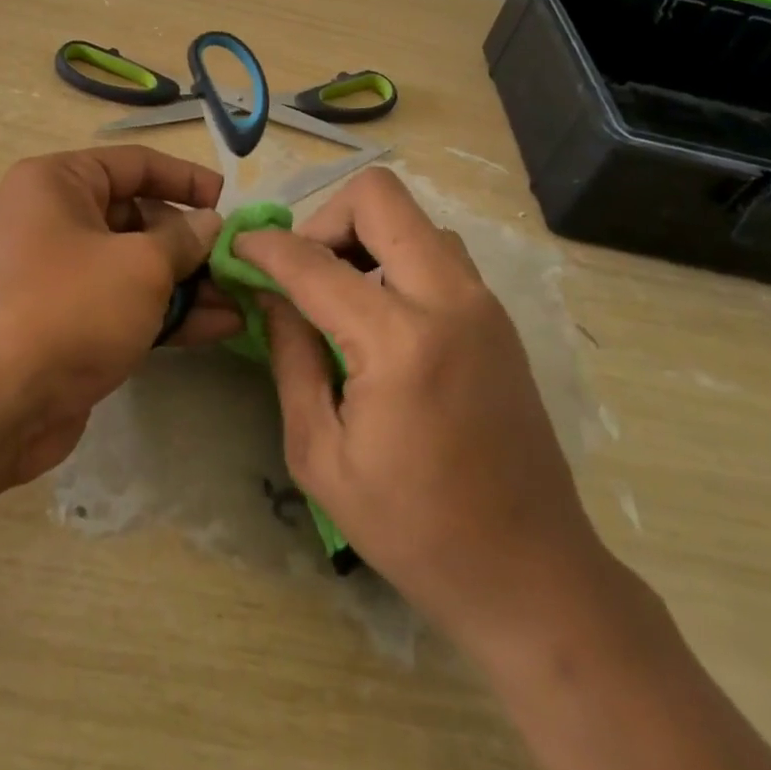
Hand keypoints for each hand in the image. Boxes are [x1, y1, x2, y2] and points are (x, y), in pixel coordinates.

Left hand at [0, 146, 234, 485]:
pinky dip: (169, 313)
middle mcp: (55, 221)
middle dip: (192, 241)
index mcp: (58, 184)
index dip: (185, 179)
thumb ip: (183, 239)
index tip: (228, 200)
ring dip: (189, 283)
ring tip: (243, 298)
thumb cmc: (67, 308)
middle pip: (139, 217)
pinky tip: (220, 327)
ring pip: (137, 266)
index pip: (134, 164)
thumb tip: (209, 224)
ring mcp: (62, 277)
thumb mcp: (139, 265)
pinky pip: (127, 305)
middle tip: (240, 261)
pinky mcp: (70, 324)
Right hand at [234, 168, 600, 651]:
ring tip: (340, 293)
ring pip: (413, 218)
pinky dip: (397, 258)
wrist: (531, 573)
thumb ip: (290, 358)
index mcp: (400, 341)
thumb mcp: (321, 454)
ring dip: (366, 236)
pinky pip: (438, 251)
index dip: (266, 248)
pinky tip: (380, 313)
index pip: (314, 262)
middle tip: (302, 270)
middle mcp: (449, 300)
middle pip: (378, 197)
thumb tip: (269, 294)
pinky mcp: (497, 316)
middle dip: (325, 218)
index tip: (239, 250)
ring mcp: (482, 302)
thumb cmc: (414, 529)